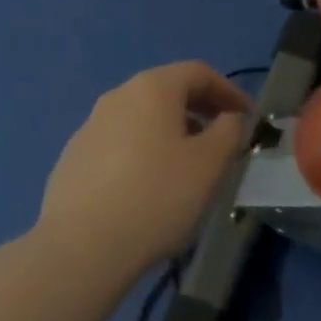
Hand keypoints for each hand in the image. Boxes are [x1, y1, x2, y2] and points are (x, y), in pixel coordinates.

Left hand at [37, 62, 251, 280]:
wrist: (80, 248)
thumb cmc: (156, 196)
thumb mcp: (209, 164)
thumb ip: (229, 132)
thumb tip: (229, 118)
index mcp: (152, 87)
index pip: (199, 73)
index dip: (229, 91)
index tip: (247, 118)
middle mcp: (118, 96)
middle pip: (168, 91)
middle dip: (199, 111)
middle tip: (221, 140)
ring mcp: (90, 126)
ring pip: (142, 118)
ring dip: (170, 132)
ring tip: (187, 167)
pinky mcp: (73, 158)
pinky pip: (119, 143)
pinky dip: (142, 152)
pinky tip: (148, 188)